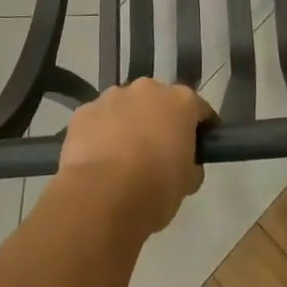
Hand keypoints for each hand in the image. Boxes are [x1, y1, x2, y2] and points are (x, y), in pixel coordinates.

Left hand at [55, 79, 213, 236]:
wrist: (101, 197)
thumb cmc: (155, 189)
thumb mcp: (187, 183)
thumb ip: (191, 165)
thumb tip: (185, 164)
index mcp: (180, 101)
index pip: (199, 108)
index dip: (202, 126)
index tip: (201, 145)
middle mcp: (148, 89)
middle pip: (159, 101)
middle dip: (160, 120)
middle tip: (158, 151)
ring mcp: (112, 96)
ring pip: (125, 106)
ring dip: (127, 123)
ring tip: (122, 157)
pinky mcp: (84, 111)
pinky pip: (98, 120)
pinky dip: (100, 133)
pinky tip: (98, 160)